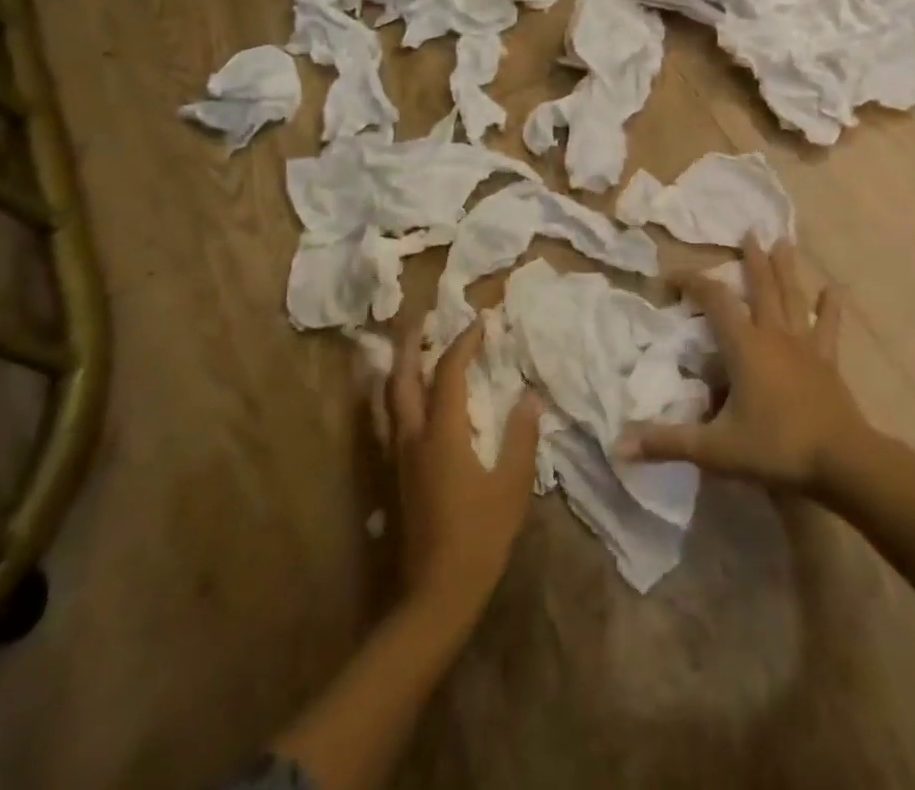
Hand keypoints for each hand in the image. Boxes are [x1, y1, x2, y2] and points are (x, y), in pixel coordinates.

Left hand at [389, 321, 542, 628]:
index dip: (464, 343)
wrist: (435, 594)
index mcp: (443, 434)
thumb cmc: (480, 537)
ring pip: (387, 399)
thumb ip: (521, 437)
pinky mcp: (394, 475)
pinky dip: (389, 398)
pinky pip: (384, 422)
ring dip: (397, 367)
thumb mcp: (512, 486)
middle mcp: (412, 437)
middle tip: (424, 319)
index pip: (449, 372)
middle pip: (402, 378)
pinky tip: (400, 399)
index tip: (480, 322)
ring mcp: (398, 457)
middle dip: (412, 344)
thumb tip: (530, 397)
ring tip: (409, 349)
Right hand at [618, 236, 865, 493]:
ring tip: (784, 242)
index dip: (693, 282)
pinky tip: (834, 289)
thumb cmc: (776, 448)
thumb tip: (618, 444)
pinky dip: (830, 307)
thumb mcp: (716, 449)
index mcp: (745, 347)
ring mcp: (805, 345)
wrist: (842, 461)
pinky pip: (828, 327)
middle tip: (750, 232)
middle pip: (762, 287)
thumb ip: (668, 442)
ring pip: (793, 297)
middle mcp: (774, 335)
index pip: (715, 301)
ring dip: (786, 269)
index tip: (672, 275)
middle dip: (753, 260)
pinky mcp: (827, 361)